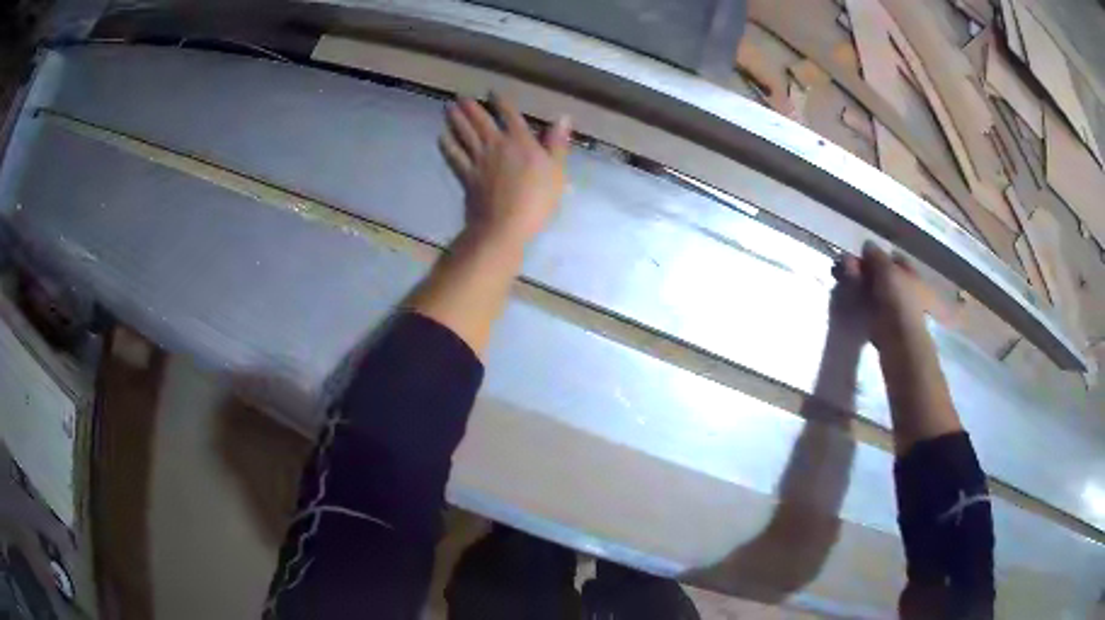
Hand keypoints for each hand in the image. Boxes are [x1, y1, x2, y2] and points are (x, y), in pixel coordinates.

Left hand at [439, 93, 571, 248]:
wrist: (504, 225)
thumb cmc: (537, 200)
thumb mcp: (556, 171)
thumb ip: (557, 143)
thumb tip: (563, 117)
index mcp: (520, 141)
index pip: (509, 115)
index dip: (500, 102)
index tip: (491, 91)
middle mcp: (496, 144)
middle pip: (481, 121)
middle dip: (471, 107)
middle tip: (460, 96)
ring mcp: (478, 160)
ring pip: (464, 134)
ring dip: (455, 119)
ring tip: (448, 108)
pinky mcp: (466, 176)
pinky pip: (454, 156)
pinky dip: (447, 145)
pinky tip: (441, 137)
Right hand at [834, 242, 928, 354]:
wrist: (899, 342)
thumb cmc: (899, 300)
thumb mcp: (887, 270)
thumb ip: (876, 255)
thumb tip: (867, 245)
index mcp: (912, 274)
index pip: (894, 258)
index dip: (878, 255)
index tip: (861, 255)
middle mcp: (905, 290)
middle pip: (882, 274)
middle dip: (864, 269)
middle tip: (845, 265)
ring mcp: (895, 309)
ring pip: (873, 290)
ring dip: (859, 283)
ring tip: (841, 279)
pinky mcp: (883, 325)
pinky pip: (869, 307)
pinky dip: (859, 301)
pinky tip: (848, 297)